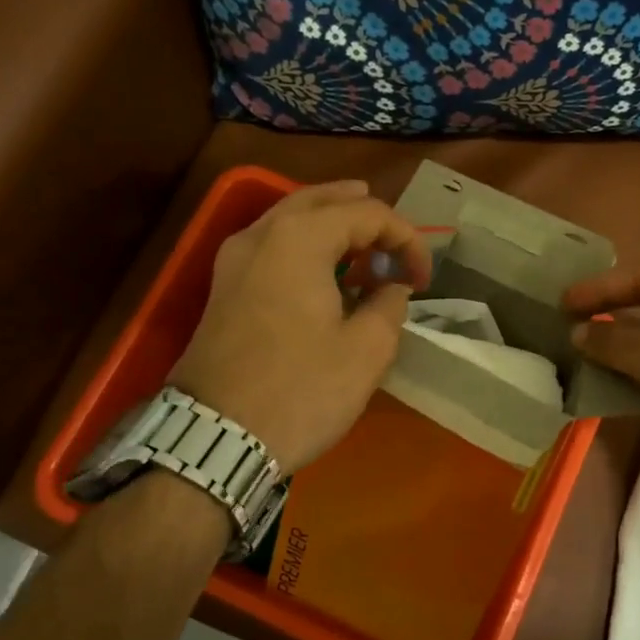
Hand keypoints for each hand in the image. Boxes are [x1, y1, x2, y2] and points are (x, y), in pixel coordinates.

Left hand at [169, 181, 430, 471]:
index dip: (406, 240)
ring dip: (333, 226)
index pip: (367, 214)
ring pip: (291, 219)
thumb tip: (391, 287)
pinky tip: (326, 274)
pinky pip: (273, 247)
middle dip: (364, 214)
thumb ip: (389, 305)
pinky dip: (306, 247)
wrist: (215, 439)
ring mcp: (234, 260)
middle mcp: (261, 235)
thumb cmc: (300, 390)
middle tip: (394, 236)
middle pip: (321, 200)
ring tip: (365, 246)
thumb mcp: (367, 350)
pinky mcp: (224, 289)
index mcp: (299, 238)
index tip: (424, 279)